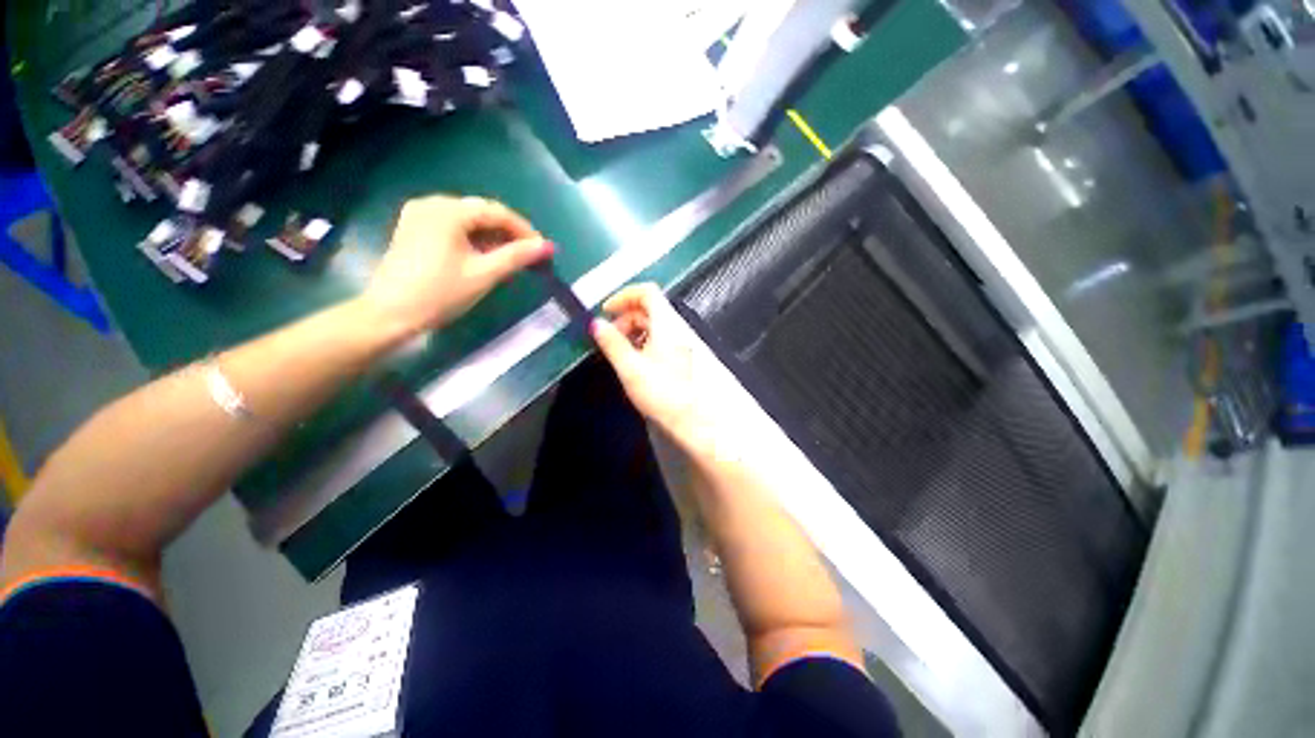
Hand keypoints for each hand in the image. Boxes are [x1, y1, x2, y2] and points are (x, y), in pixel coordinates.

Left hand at [361, 195, 551, 338]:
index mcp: (448, 211)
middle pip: (481, 212)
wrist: (391, 314)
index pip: (497, 212)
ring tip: (511, 258)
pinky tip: (484, 255)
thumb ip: (516, 256)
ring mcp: (419, 215)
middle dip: (509, 233)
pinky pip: (453, 226)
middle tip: (529, 256)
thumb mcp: (483, 274)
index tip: (543, 250)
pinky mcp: (414, 228)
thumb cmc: (440, 293)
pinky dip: (473, 239)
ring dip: (492, 236)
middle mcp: (432, 204)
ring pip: (468, 220)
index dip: (524, 230)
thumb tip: (547, 247)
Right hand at [592, 284, 713, 444]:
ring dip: (633, 330)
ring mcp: (680, 343)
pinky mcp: (681, 356)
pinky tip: (635, 360)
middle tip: (609, 336)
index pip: (647, 292)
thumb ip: (612, 343)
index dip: (624, 296)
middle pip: (648, 308)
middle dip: (625, 317)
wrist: (692, 419)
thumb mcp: (630, 368)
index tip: (607, 311)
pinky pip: (660, 338)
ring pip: (654, 324)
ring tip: (620, 351)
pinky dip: (643, 341)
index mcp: (666, 325)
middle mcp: (676, 329)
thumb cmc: (663, 394)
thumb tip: (596, 324)